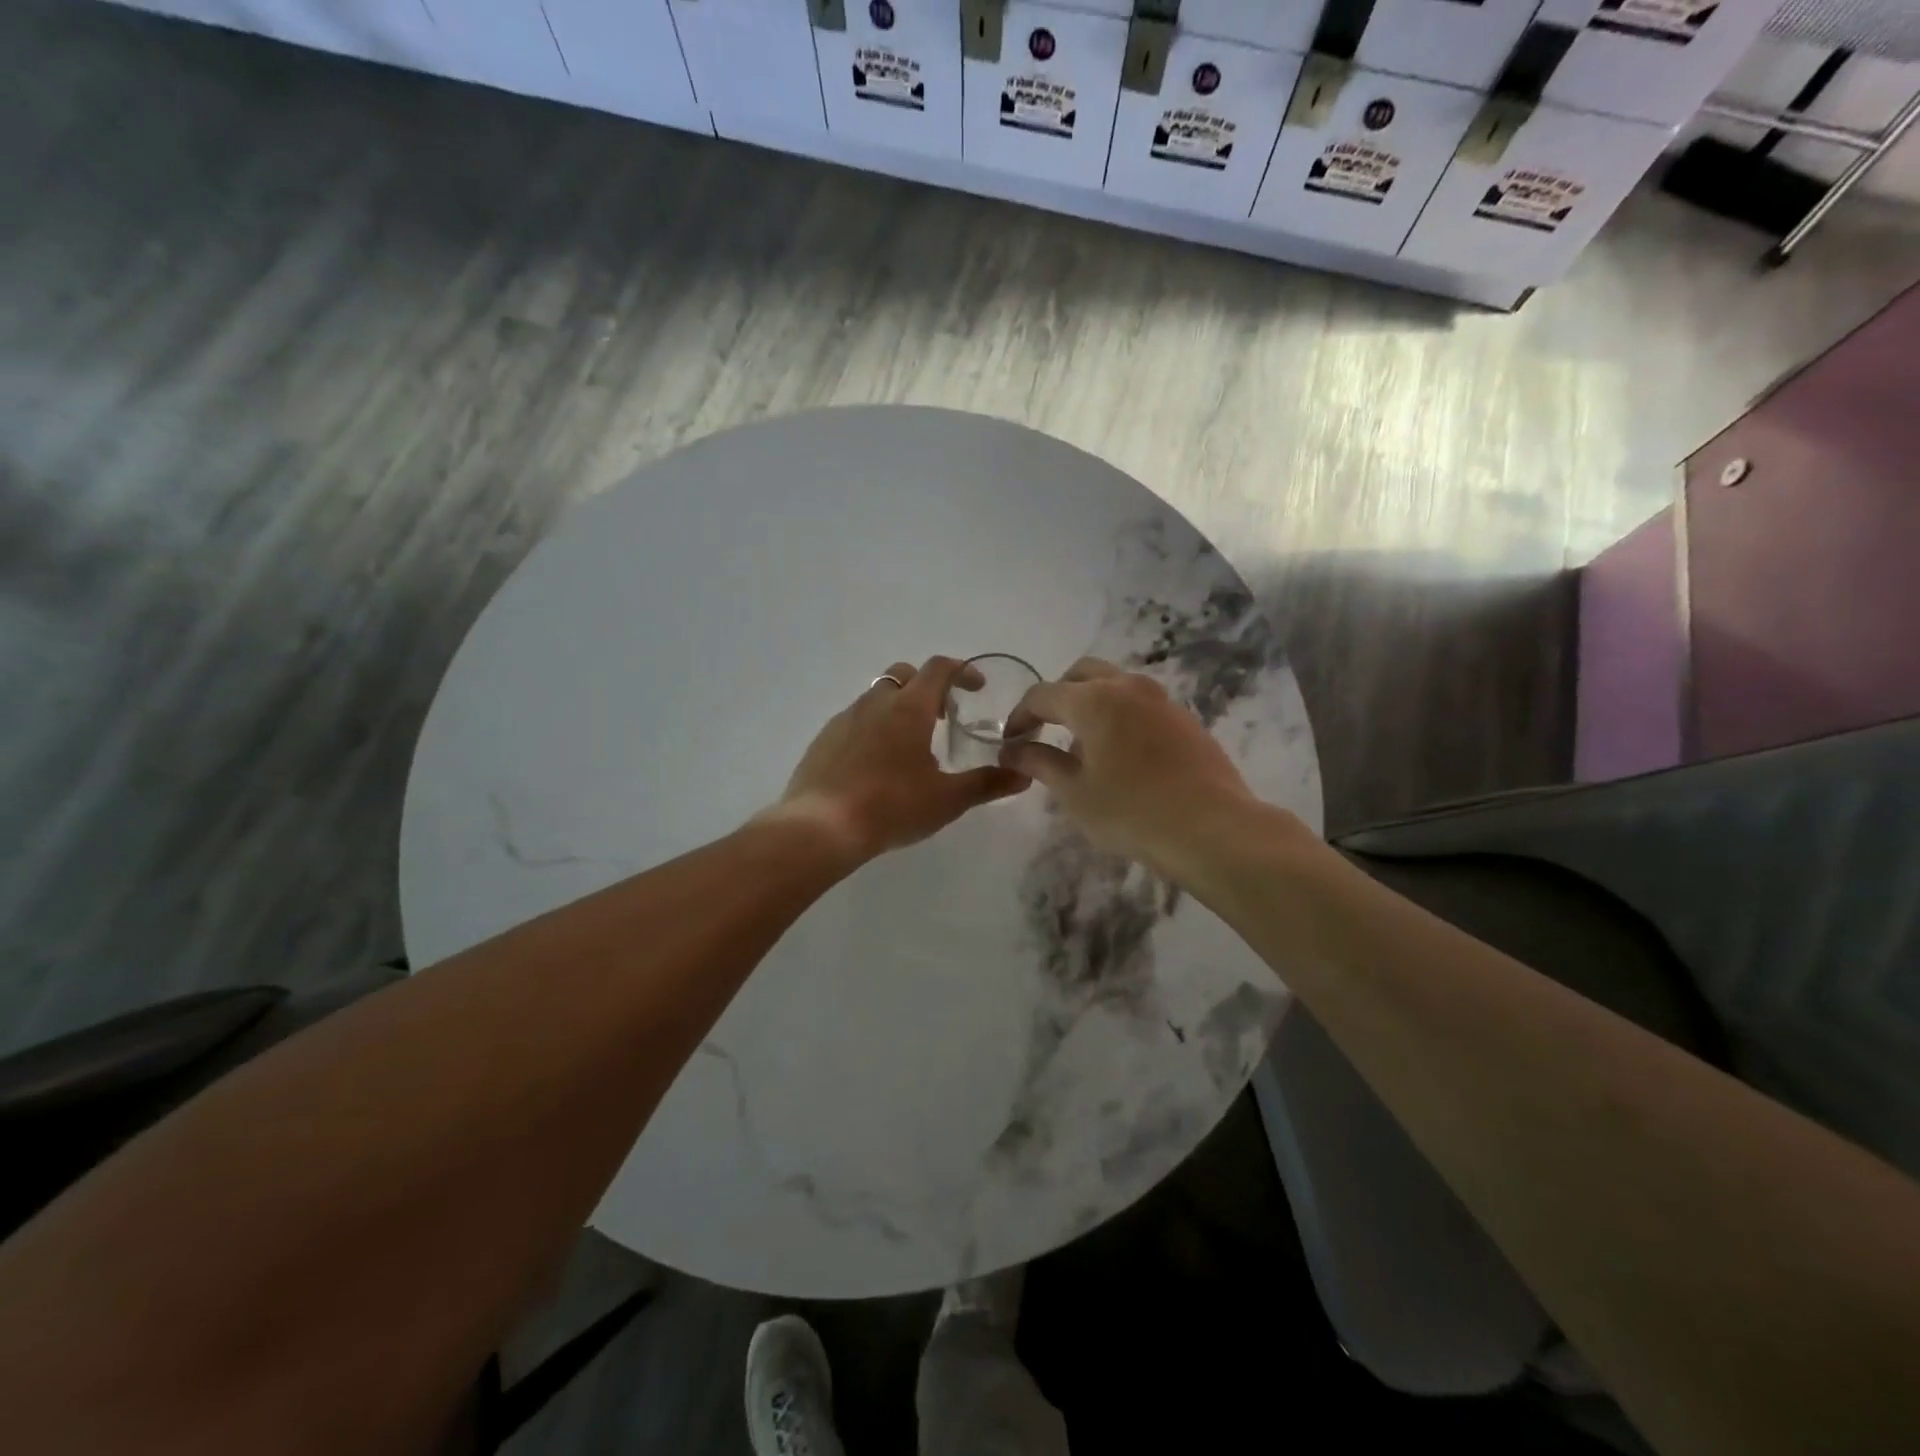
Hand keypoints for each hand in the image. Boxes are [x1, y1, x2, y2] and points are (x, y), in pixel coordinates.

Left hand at [766, 656, 1029, 862]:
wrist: (821, 827)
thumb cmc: (891, 807)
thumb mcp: (946, 800)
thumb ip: (986, 784)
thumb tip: (1023, 775)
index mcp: (909, 708)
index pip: (939, 668)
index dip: (962, 671)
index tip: (977, 688)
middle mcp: (875, 702)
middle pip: (904, 674)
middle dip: (927, 686)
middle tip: (942, 717)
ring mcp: (845, 719)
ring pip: (877, 696)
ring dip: (898, 708)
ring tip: (910, 746)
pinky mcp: (824, 739)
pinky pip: (854, 720)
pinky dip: (873, 728)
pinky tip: (876, 764)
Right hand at [1000, 658, 1264, 874]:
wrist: (1212, 829)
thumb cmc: (1131, 812)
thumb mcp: (1074, 792)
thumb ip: (1039, 762)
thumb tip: (1011, 749)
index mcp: (1094, 699)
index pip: (1042, 695)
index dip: (1020, 716)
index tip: (1011, 743)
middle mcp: (1127, 686)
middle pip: (1080, 674)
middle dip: (1056, 697)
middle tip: (1045, 731)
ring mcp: (1161, 700)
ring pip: (1114, 684)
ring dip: (1089, 703)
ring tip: (1082, 746)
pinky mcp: (1184, 719)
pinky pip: (1139, 704)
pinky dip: (1118, 715)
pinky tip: (1120, 755)